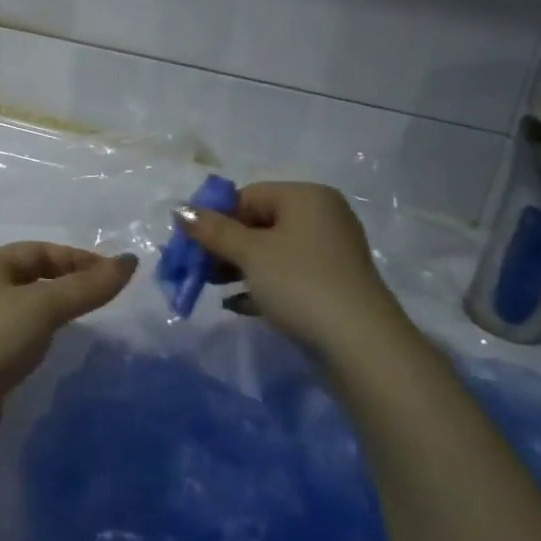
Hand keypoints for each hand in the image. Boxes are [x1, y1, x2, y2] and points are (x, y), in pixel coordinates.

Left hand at [0, 244, 135, 471]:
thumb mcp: (42, 306)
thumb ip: (86, 286)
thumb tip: (130, 261)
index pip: (42, 251)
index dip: (79, 259)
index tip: (115, 277)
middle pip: (33, 278)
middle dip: (69, 284)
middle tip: (107, 301)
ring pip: (26, 311)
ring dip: (55, 314)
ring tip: (89, 325)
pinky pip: (19, 341)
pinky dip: (41, 341)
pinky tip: (56, 354)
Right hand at [181, 181, 411, 359]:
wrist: (360, 345)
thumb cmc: (300, 283)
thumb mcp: (250, 253)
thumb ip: (213, 230)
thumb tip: (180, 210)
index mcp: (306, 197)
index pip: (248, 195)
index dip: (216, 217)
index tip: (192, 244)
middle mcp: (322, 217)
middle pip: (259, 222)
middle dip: (225, 245)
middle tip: (198, 268)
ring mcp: (330, 252)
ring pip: (272, 251)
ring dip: (239, 267)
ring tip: (212, 287)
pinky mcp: (332, 285)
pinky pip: (287, 275)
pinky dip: (261, 285)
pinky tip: (237, 304)